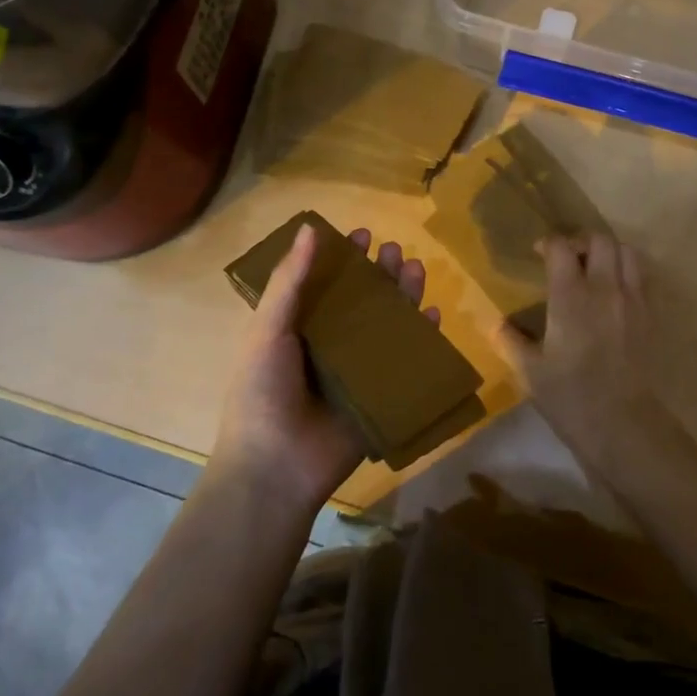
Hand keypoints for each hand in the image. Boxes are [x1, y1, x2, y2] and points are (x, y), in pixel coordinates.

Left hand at [213, 223, 440, 513]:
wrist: (276, 467)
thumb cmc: (263, 392)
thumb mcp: (268, 330)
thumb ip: (290, 281)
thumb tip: (310, 228)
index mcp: (299, 329)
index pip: (326, 284)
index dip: (344, 258)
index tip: (363, 234)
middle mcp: (330, 345)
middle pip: (363, 301)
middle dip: (380, 274)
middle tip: (395, 251)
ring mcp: (358, 371)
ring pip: (388, 325)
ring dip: (403, 296)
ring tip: (415, 270)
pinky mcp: (381, 396)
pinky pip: (407, 362)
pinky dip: (422, 338)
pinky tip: (433, 315)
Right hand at [498, 232, 666, 465]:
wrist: (624, 425)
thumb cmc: (571, 397)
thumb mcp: (530, 371)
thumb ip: (510, 340)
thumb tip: (495, 323)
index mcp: (570, 296)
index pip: (561, 247)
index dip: (548, 243)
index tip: (538, 253)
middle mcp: (604, 288)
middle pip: (599, 239)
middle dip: (580, 240)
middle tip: (567, 258)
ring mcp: (632, 300)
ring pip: (627, 251)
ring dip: (609, 251)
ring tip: (594, 269)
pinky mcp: (650, 315)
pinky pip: (641, 277)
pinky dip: (627, 272)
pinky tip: (613, 294)